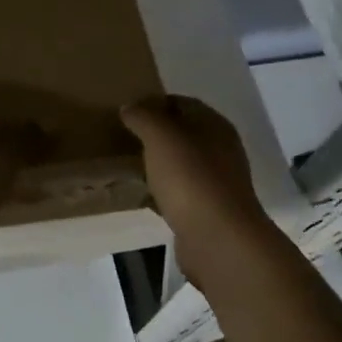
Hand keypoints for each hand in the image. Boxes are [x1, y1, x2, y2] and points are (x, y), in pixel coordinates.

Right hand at [121, 95, 272, 275]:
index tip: (125, 113)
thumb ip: (143, 116)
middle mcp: (219, 150)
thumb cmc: (190, 179)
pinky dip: (160, 191)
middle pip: (182, 133)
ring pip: (179, 164)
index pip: (181, 103)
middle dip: (153, 134)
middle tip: (121, 138)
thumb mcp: (161, 136)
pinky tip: (140, 196)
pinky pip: (178, 192)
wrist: (218, 239)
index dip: (153, 103)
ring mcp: (215, 182)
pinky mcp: (206, 210)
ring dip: (156, 163)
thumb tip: (130, 107)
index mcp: (214, 125)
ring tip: (126, 165)